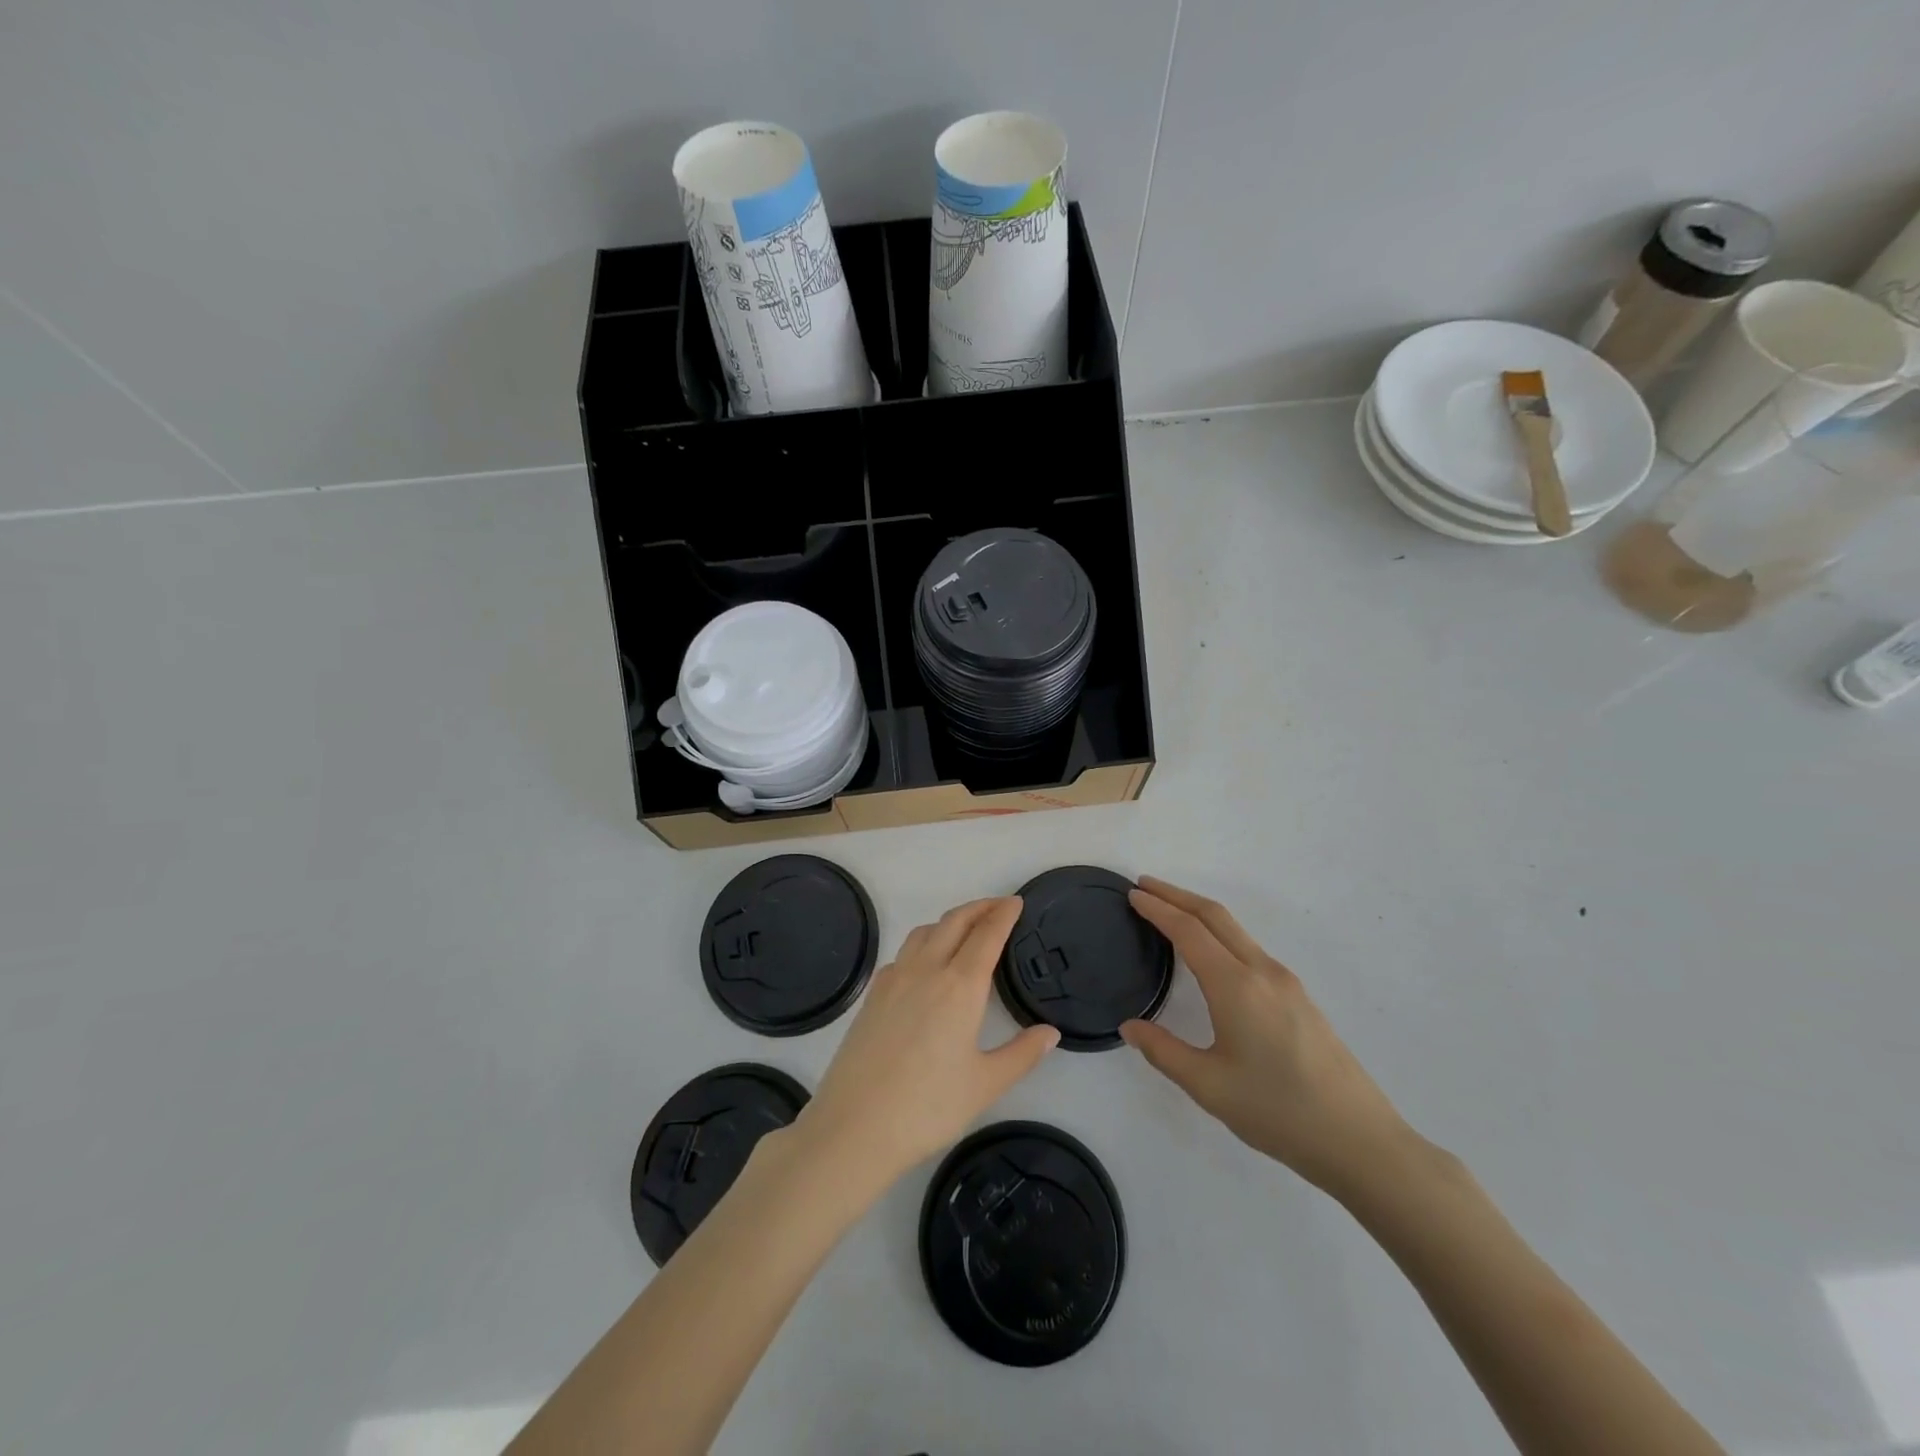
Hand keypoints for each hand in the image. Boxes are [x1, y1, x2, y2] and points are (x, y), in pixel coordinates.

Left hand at [792, 898, 1058, 1192]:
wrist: (854, 1126)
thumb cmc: (927, 1107)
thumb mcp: (985, 1085)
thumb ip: (1022, 1054)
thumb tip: (1050, 1033)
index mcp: (959, 986)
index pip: (987, 935)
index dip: (1004, 914)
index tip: (1016, 902)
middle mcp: (926, 970)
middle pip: (955, 922)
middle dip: (979, 907)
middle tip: (999, 906)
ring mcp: (894, 979)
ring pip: (925, 931)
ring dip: (950, 921)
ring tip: (966, 929)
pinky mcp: (873, 994)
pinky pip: (903, 953)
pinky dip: (923, 943)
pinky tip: (926, 964)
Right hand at [1120, 877, 1413, 1199]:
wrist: (1360, 1141)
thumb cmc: (1278, 1111)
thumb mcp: (1209, 1086)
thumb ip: (1163, 1051)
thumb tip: (1130, 1026)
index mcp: (1236, 986)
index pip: (1189, 931)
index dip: (1158, 909)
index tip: (1132, 894)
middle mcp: (1262, 972)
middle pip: (1215, 916)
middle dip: (1178, 896)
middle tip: (1145, 886)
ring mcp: (1286, 983)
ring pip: (1236, 931)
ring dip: (1200, 913)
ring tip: (1171, 914)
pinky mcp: (1299, 998)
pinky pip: (1250, 949)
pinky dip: (1220, 935)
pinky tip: (1212, 955)